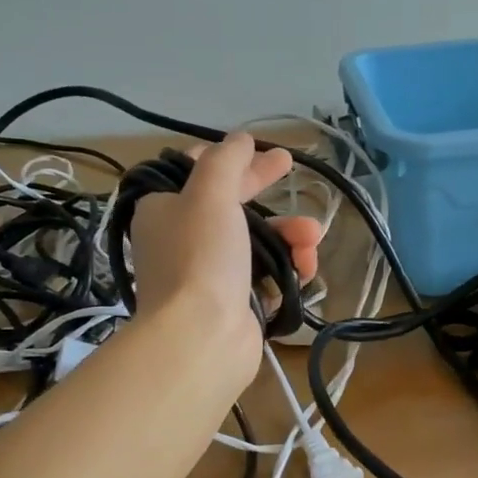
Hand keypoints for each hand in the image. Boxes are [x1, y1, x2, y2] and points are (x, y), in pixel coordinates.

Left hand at [128, 132, 322, 368]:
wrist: (201, 339)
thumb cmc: (201, 258)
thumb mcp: (210, 194)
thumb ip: (226, 160)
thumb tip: (239, 138)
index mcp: (164, 210)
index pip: (196, 172)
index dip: (231, 159)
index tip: (261, 150)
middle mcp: (181, 240)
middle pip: (230, 206)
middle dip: (266, 192)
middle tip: (291, 169)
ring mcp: (208, 275)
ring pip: (255, 242)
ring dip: (288, 235)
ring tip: (313, 237)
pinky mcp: (233, 304)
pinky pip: (266, 277)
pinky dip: (288, 269)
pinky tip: (307, 268)